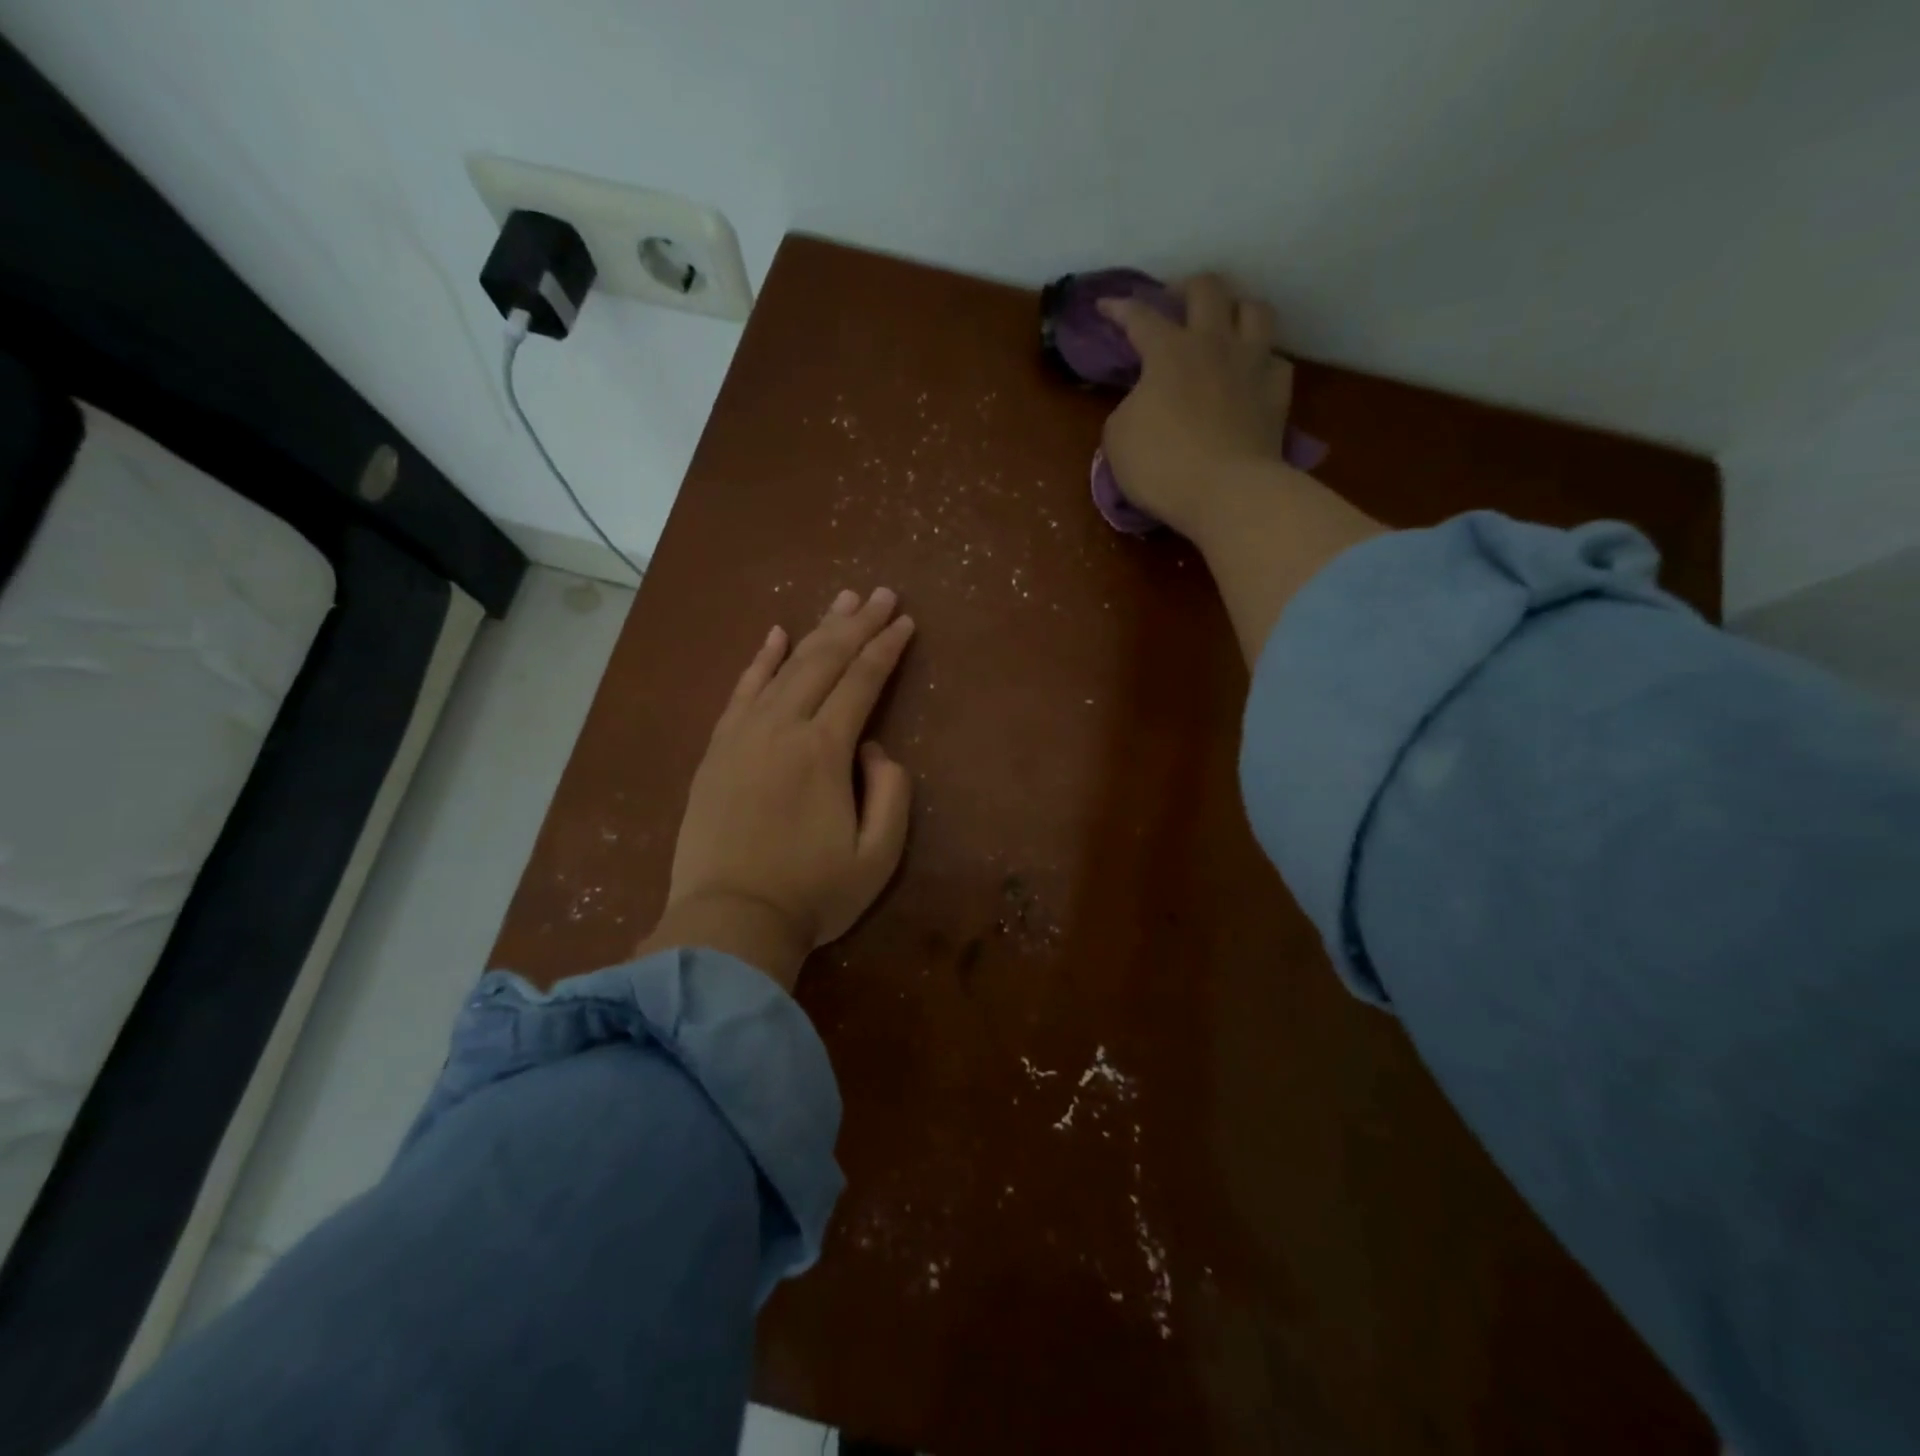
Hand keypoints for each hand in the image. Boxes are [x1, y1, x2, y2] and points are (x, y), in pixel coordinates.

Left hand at [636, 587, 915, 991]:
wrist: (728, 922)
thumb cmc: (812, 894)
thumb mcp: (879, 855)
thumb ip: (891, 792)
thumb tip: (874, 747)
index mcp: (824, 750)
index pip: (862, 682)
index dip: (886, 648)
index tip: (905, 621)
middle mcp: (783, 727)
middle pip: (825, 661)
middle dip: (858, 624)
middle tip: (881, 594)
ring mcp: (743, 735)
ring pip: (785, 667)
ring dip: (816, 631)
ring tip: (841, 601)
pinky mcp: (717, 750)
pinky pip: (741, 691)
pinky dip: (760, 660)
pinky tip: (774, 635)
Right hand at [1098, 274, 1295, 539]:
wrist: (1226, 493)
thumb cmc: (1161, 466)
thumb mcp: (1118, 439)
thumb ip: (1127, 408)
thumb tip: (1143, 401)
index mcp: (1169, 351)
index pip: (1140, 317)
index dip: (1119, 308)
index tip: (1104, 306)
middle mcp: (1214, 343)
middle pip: (1207, 289)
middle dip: (1185, 289)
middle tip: (1173, 304)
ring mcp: (1252, 364)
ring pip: (1255, 309)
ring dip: (1236, 309)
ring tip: (1224, 325)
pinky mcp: (1277, 393)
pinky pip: (1276, 360)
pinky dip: (1262, 361)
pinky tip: (1252, 373)